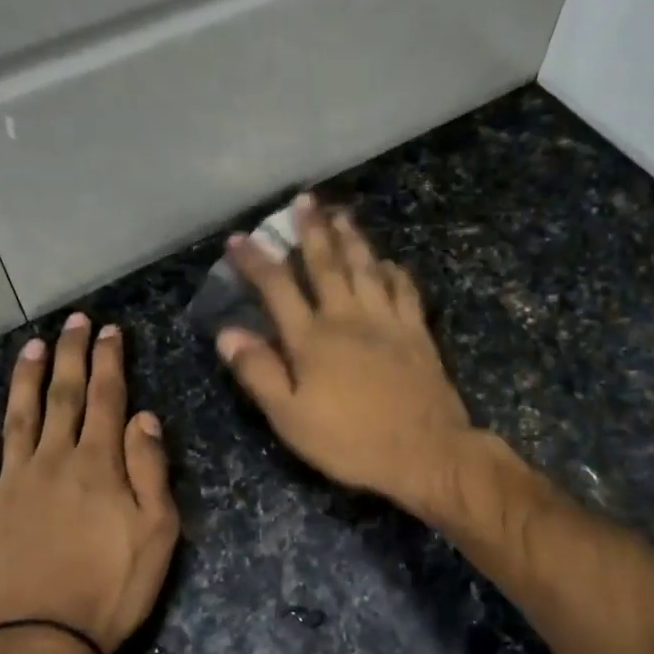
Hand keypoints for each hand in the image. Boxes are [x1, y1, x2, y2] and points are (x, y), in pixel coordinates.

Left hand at [0, 314, 178, 653]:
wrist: (39, 644)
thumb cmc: (110, 591)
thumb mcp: (158, 534)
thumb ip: (150, 471)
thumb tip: (144, 417)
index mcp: (99, 465)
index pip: (107, 399)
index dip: (109, 361)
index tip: (109, 330)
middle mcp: (53, 461)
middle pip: (63, 396)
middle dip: (70, 354)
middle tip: (74, 320)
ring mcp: (10, 483)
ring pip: (18, 417)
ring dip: (25, 379)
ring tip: (30, 346)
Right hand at [216, 195, 474, 512]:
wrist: (425, 453)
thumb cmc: (351, 441)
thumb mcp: (291, 418)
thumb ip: (259, 372)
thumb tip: (228, 332)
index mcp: (312, 338)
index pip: (277, 288)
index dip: (256, 260)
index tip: (238, 238)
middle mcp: (348, 318)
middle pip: (326, 264)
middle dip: (311, 230)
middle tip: (304, 200)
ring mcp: (387, 321)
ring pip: (366, 268)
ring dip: (352, 239)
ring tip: (342, 213)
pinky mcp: (417, 333)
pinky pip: (405, 291)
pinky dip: (394, 272)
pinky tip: (390, 263)